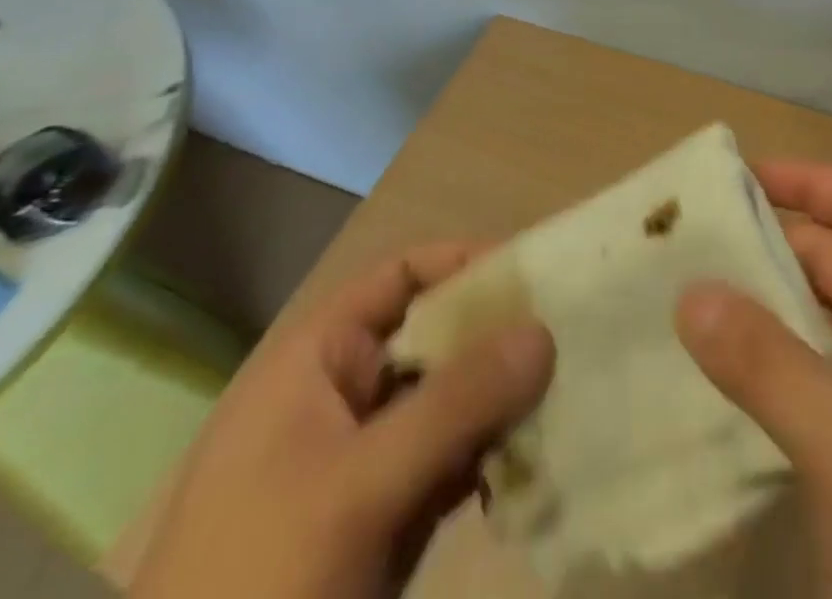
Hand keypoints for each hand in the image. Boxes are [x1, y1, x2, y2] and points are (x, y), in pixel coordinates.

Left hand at [133, 245, 554, 598]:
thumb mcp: (359, 487)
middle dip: (499, 339)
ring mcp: (361, 462)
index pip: (402, 278)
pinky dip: (490, 458)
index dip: (466, 264)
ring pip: (448, 403)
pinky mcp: (380, 519)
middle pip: (435, 338)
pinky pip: (449, 462)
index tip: (537, 274)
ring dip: (503, 402)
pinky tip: (535, 464)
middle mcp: (341, 396)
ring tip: (570, 396)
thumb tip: (546, 330)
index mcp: (316, 362)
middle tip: (571, 340)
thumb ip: (456, 403)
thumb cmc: (261, 584)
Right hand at [677, 162, 831, 598]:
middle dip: (772, 242)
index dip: (809, 183)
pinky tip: (724, 359)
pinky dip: (775, 352)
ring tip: (693, 289)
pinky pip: (817, 364)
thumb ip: (764, 360)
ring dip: (767, 299)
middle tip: (694, 239)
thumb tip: (688, 291)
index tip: (741, 177)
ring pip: (823, 312)